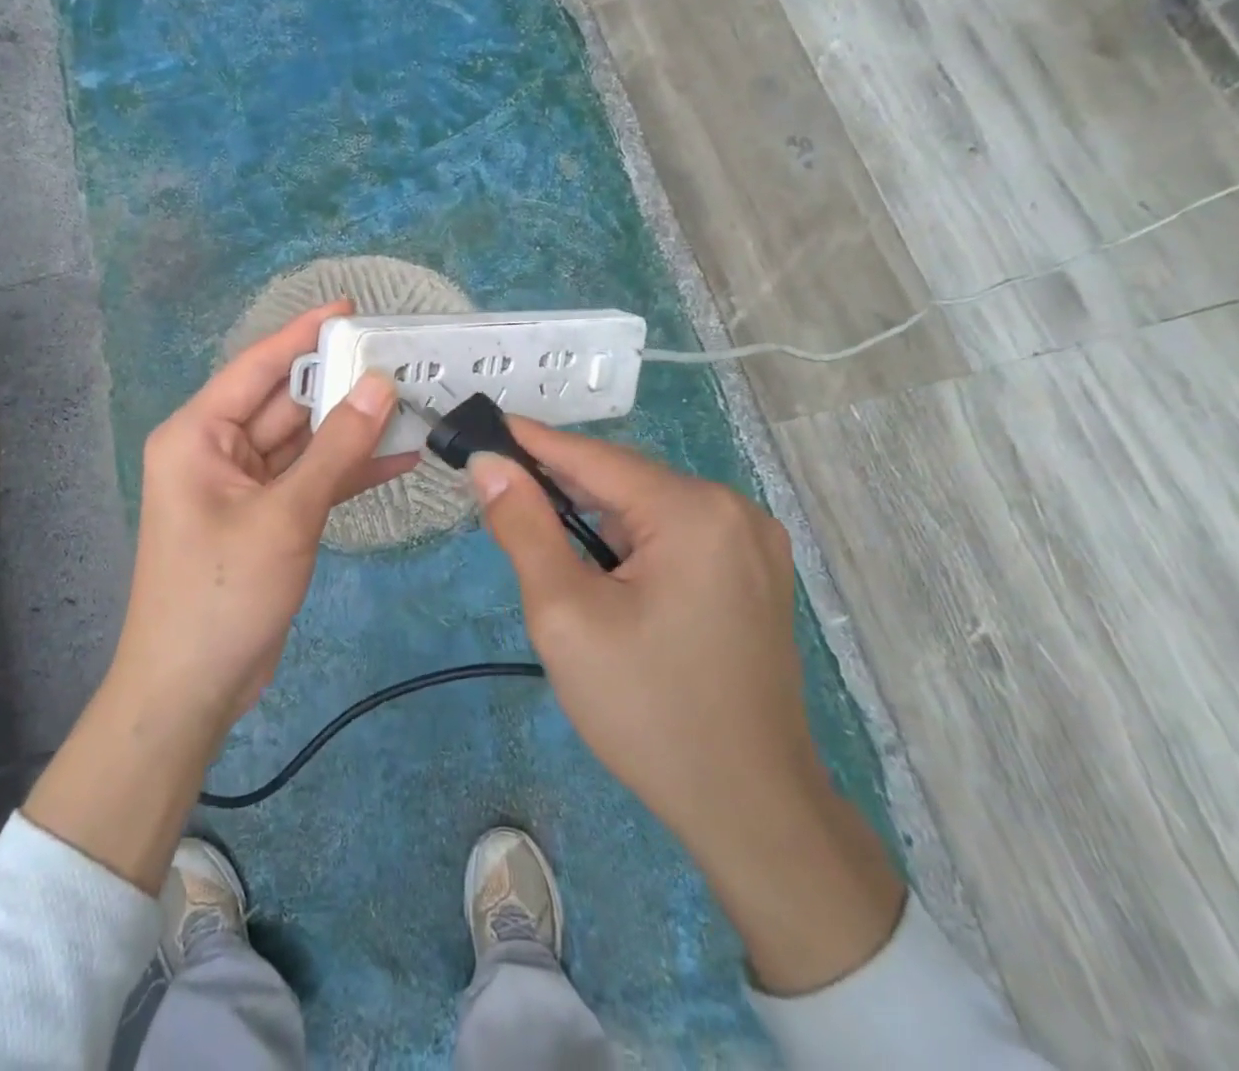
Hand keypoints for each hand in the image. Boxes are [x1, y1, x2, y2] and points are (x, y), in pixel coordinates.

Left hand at [25, 301, 409, 892]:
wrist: (193, 688)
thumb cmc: (223, 593)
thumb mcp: (285, 515)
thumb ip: (335, 449)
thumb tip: (379, 385)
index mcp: (199, 434)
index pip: (258, 367)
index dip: (304, 335)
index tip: (351, 309)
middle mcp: (219, 449)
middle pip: (286, 402)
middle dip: (340, 383)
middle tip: (399, 357)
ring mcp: (245, 485)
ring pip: (305, 441)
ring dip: (352, 428)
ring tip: (412, 401)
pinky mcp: (268, 516)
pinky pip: (312, 479)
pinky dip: (348, 470)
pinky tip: (400, 457)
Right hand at [468, 423, 904, 993]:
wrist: (750, 810)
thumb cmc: (647, 709)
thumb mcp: (565, 615)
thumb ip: (524, 528)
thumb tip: (490, 464)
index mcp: (694, 510)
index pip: (595, 457)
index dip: (533, 442)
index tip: (483, 427)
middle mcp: (734, 510)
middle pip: (625, 481)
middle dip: (561, 487)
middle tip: (500, 493)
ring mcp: (754, 543)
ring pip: (649, 509)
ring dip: (595, 518)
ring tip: (542, 536)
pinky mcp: (755, 574)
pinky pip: (676, 536)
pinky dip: (629, 541)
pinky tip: (601, 569)